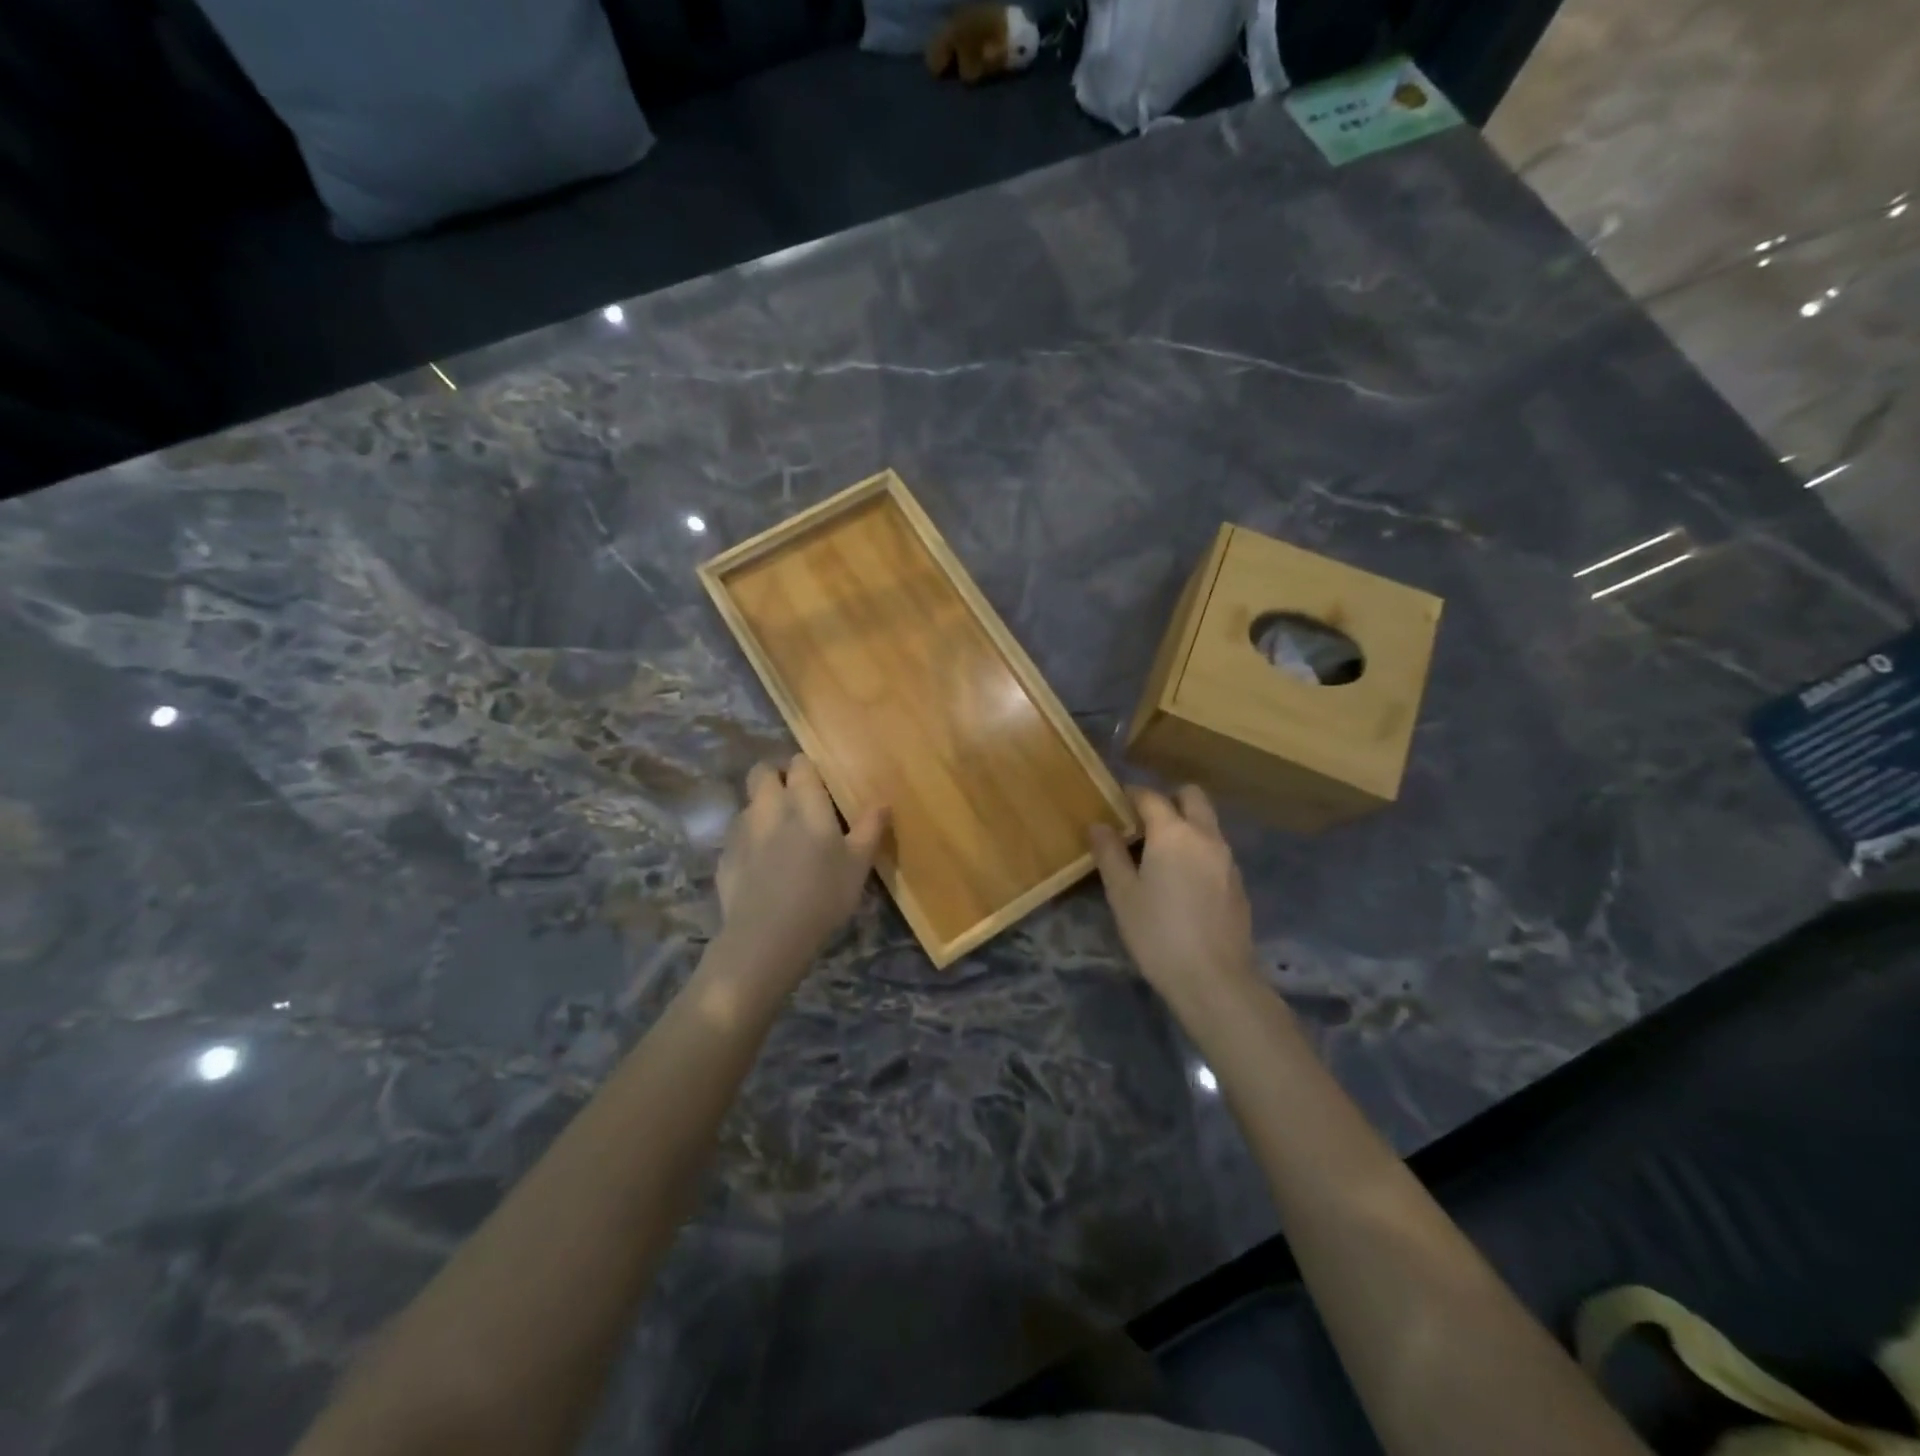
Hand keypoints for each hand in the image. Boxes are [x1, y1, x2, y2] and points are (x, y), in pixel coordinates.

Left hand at [715, 755, 888, 976]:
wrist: (767, 936)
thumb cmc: (822, 895)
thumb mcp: (858, 865)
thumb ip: (870, 829)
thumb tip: (883, 803)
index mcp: (803, 802)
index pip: (800, 764)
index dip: (806, 769)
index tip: (818, 784)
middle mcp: (769, 806)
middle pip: (762, 772)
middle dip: (775, 776)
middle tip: (793, 797)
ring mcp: (741, 830)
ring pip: (748, 803)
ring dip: (761, 808)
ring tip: (777, 833)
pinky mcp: (724, 856)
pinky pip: (737, 835)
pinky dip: (748, 839)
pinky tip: (761, 865)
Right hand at [1089, 786, 1258, 1015]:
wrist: (1215, 980)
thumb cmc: (1158, 933)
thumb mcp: (1122, 894)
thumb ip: (1110, 854)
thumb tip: (1099, 825)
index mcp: (1173, 833)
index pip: (1151, 796)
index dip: (1132, 794)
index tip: (1116, 800)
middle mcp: (1205, 836)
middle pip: (1192, 797)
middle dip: (1169, 799)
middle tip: (1143, 821)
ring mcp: (1227, 859)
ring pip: (1207, 823)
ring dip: (1186, 824)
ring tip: (1159, 852)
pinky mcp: (1238, 883)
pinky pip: (1216, 850)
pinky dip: (1198, 850)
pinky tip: (1182, 880)